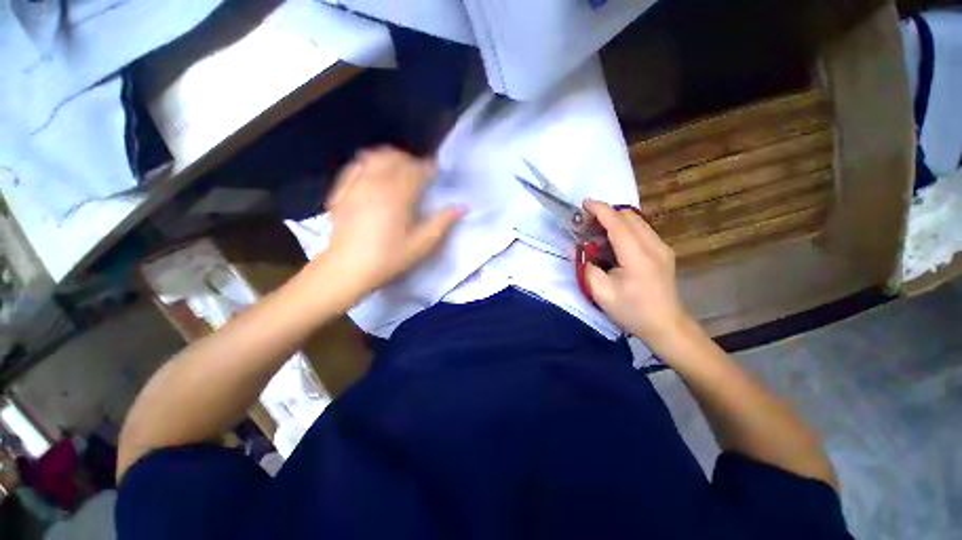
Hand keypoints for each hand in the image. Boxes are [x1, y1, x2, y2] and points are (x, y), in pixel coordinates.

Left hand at [314, 147, 463, 302]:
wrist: (347, 269)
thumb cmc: (389, 258)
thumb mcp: (422, 244)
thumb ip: (443, 222)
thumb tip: (463, 207)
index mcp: (398, 194)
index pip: (417, 169)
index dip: (430, 168)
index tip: (436, 175)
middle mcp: (376, 182)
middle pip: (396, 158)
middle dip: (411, 162)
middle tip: (421, 176)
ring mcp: (356, 184)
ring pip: (375, 157)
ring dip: (391, 160)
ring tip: (399, 173)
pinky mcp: (342, 191)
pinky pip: (356, 166)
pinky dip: (369, 165)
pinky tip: (374, 177)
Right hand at [582, 200, 694, 349]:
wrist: (666, 326)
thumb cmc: (632, 311)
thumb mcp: (601, 293)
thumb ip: (587, 267)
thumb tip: (579, 248)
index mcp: (638, 256)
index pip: (618, 223)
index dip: (600, 210)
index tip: (584, 204)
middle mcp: (654, 245)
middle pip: (629, 217)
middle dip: (606, 213)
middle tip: (586, 223)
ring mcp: (662, 247)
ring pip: (637, 221)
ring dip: (615, 220)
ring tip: (597, 231)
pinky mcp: (663, 251)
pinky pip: (642, 230)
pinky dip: (624, 228)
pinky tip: (613, 242)